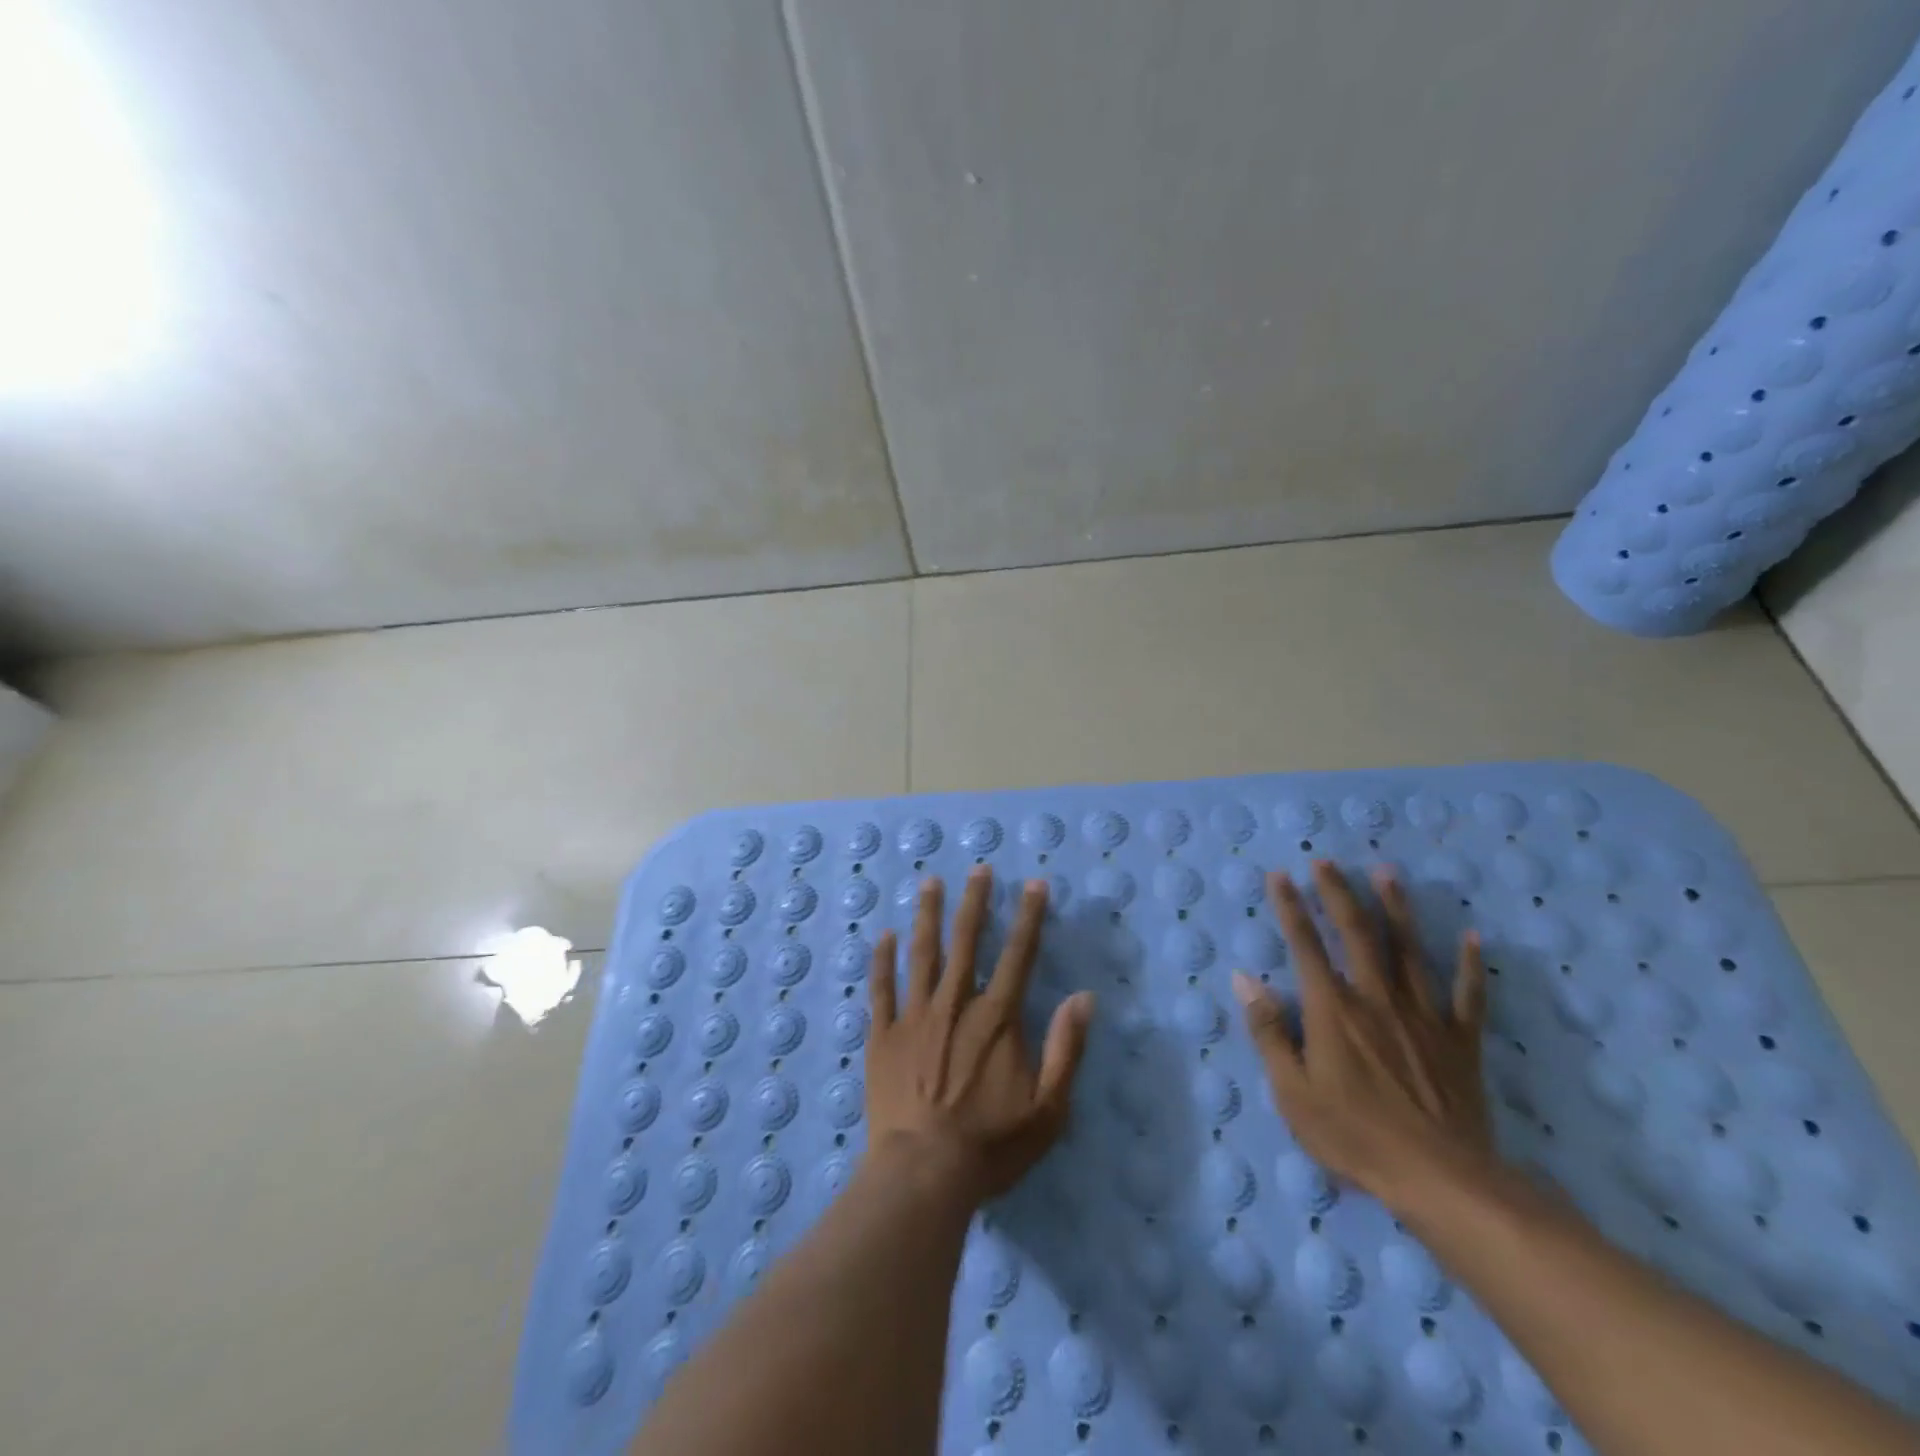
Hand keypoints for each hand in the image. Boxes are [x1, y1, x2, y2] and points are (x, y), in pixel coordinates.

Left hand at [865, 867, 1095, 1204]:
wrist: (922, 1174)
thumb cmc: (990, 1145)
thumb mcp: (1047, 1109)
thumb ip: (1066, 1049)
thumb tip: (1085, 998)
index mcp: (996, 1019)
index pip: (1019, 956)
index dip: (1029, 918)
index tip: (1034, 884)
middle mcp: (955, 1005)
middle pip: (966, 942)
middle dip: (975, 902)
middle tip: (978, 869)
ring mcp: (914, 1017)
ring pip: (921, 954)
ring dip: (927, 916)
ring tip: (929, 883)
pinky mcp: (883, 1036)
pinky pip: (881, 989)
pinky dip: (881, 960)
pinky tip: (882, 935)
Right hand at [1233, 860, 1493, 1213]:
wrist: (1440, 1180)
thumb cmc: (1353, 1136)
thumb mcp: (1291, 1091)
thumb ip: (1267, 1031)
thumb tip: (1243, 979)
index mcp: (1332, 1009)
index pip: (1305, 945)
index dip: (1290, 907)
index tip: (1280, 875)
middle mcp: (1376, 998)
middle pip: (1357, 934)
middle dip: (1338, 893)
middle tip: (1327, 861)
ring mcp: (1423, 1017)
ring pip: (1409, 951)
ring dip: (1397, 909)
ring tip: (1387, 873)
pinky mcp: (1459, 1042)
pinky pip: (1468, 997)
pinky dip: (1471, 966)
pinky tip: (1473, 937)